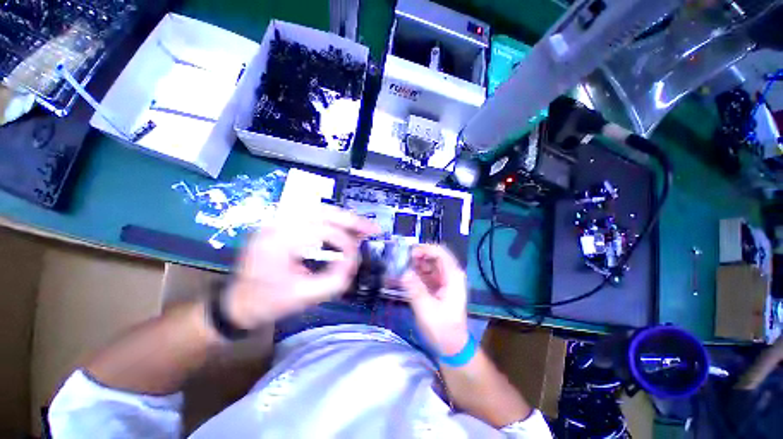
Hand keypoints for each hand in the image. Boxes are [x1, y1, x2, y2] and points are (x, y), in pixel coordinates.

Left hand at [225, 207, 378, 328]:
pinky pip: (313, 217)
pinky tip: (345, 227)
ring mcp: (277, 222)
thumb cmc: (266, 303)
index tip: (357, 258)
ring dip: (344, 218)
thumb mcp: (303, 297)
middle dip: (351, 220)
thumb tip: (355, 261)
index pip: (322, 231)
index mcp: (277, 241)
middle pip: (322, 211)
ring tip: (363, 227)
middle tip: (372, 228)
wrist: (235, 304)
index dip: (345, 244)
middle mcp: (276, 224)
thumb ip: (335, 279)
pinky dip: (333, 221)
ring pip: (319, 210)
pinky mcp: (282, 225)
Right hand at [403, 245, 468, 355]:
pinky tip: (403, 276)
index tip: (408, 253)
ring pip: (428, 264)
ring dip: (414, 264)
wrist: (451, 346)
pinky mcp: (437, 286)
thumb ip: (415, 288)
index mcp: (453, 276)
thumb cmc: (442, 328)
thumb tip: (403, 271)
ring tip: (399, 267)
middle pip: (433, 256)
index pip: (440, 252)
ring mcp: (444, 280)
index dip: (424, 249)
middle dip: (417, 255)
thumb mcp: (426, 309)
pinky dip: (415, 273)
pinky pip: (425, 273)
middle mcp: (450, 274)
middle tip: (400, 260)